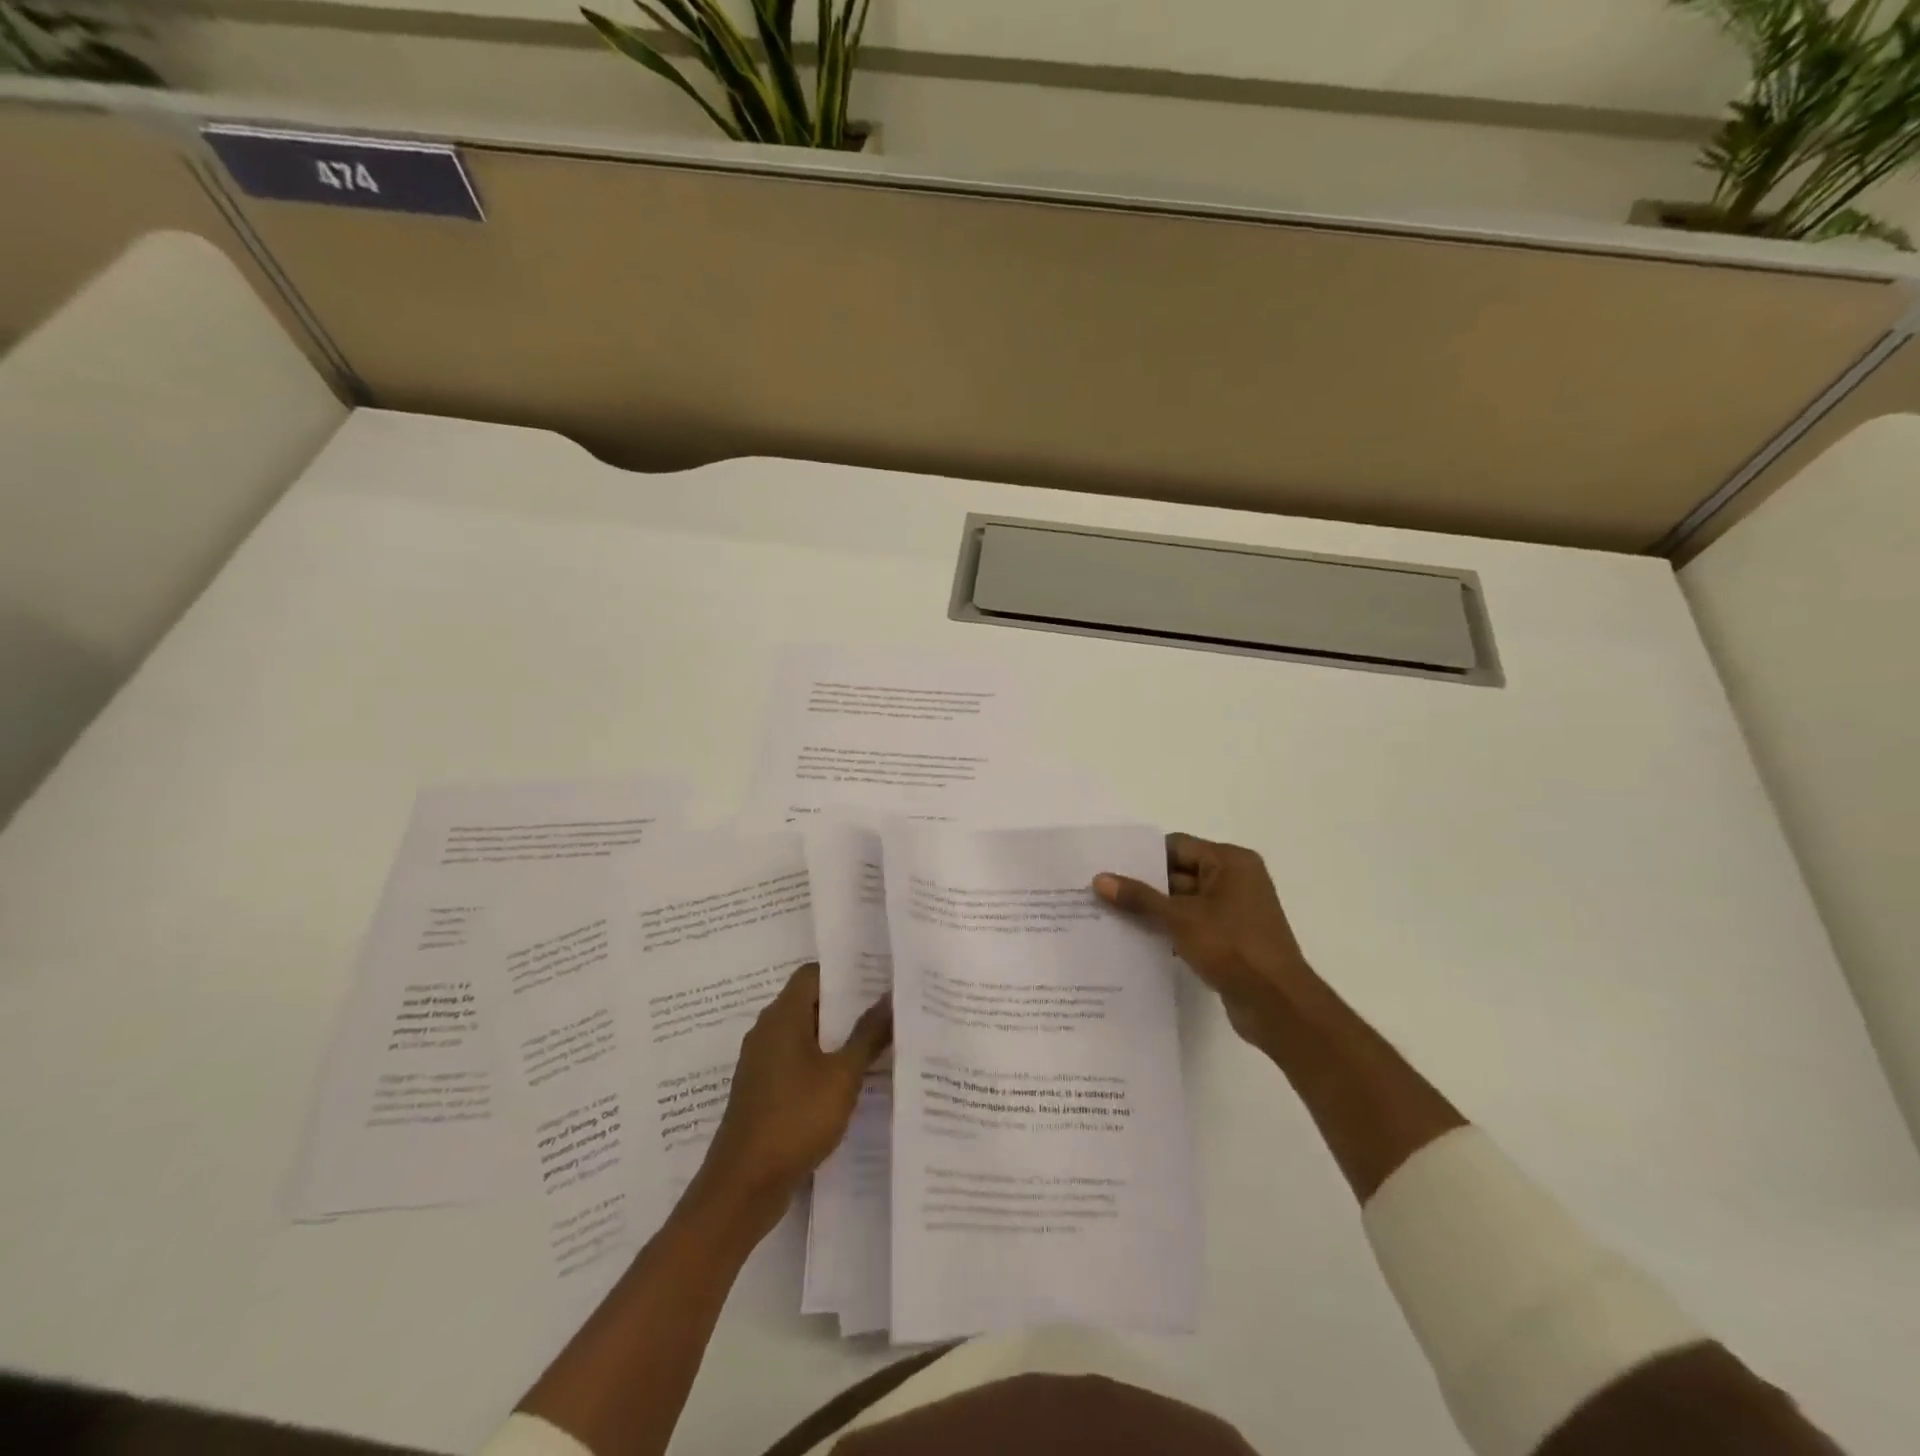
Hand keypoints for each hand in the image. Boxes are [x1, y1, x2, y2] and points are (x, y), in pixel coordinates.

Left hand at [692, 962, 890, 1236]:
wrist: (743, 1187)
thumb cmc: (795, 1119)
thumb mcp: (843, 1075)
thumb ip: (869, 1034)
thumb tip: (891, 996)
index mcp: (782, 1016)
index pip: (813, 974)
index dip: (846, 972)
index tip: (879, 978)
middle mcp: (767, 1031)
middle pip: (810, 1003)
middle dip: (848, 1006)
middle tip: (888, 1009)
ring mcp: (762, 1063)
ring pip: (805, 1035)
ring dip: (837, 1038)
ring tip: (879, 1042)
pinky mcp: (763, 1091)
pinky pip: (797, 1062)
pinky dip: (822, 1063)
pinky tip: (852, 1080)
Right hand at [1094, 833, 1315, 1045]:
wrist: (1277, 1005)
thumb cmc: (1232, 947)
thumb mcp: (1180, 918)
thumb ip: (1139, 898)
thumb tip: (1099, 879)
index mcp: (1231, 862)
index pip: (1177, 846)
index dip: (1142, 856)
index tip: (1108, 865)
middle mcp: (1236, 880)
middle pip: (1179, 873)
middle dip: (1144, 885)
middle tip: (1101, 892)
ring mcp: (1235, 911)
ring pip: (1184, 902)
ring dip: (1154, 910)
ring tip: (1110, 915)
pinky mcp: (1231, 939)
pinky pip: (1192, 925)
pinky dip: (1169, 929)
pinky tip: (1137, 939)